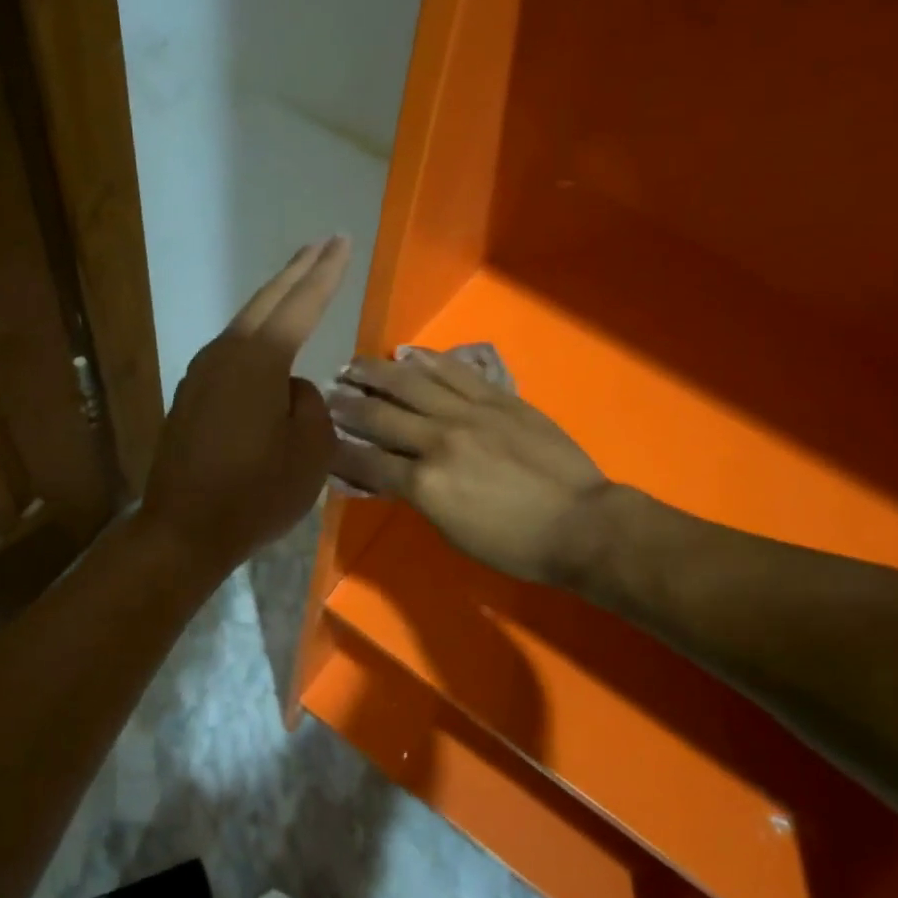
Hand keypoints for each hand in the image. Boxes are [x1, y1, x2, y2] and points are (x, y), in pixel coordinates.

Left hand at [140, 236, 350, 575]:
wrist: (184, 529)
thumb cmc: (255, 493)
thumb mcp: (309, 453)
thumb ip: (311, 406)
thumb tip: (291, 390)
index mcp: (260, 360)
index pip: (302, 304)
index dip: (326, 272)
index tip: (342, 242)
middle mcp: (226, 354)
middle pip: (267, 300)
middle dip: (298, 270)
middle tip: (324, 242)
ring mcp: (202, 373)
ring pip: (246, 323)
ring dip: (275, 300)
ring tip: (300, 283)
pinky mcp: (192, 395)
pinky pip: (233, 351)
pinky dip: (257, 333)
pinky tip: (268, 341)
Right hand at [328, 351, 610, 584]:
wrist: (579, 523)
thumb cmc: (515, 544)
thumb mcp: (452, 532)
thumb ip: (417, 497)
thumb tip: (388, 476)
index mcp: (425, 483)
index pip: (367, 460)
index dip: (337, 449)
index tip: (318, 437)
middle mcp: (439, 440)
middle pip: (381, 416)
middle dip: (347, 405)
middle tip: (326, 394)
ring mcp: (470, 413)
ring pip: (413, 384)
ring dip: (377, 373)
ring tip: (353, 365)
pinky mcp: (498, 398)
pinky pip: (456, 372)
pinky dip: (428, 361)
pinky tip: (407, 354)